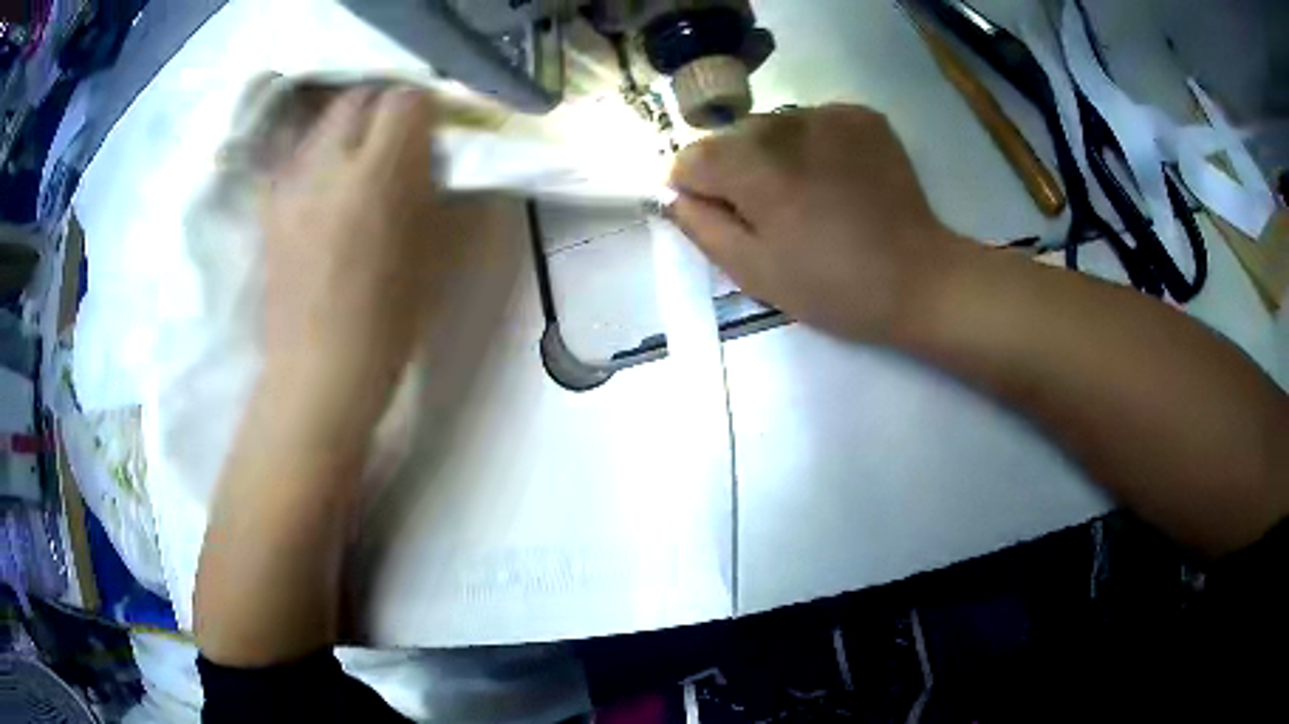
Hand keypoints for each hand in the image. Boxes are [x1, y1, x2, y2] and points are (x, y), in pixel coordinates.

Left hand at [261, 86, 442, 429]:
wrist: (318, 371)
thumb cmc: (388, 323)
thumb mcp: (437, 254)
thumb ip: (444, 191)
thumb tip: (449, 156)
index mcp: (377, 177)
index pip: (404, 100)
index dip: (425, 108)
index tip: (434, 131)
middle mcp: (327, 165)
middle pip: (357, 97)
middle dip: (383, 106)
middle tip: (398, 138)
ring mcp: (291, 183)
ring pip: (323, 122)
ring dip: (349, 129)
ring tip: (360, 162)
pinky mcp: (269, 206)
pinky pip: (298, 156)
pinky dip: (319, 156)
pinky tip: (327, 189)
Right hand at [669, 104, 965, 341]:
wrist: (919, 279)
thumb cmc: (833, 286)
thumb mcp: (753, 272)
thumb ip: (700, 225)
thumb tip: (674, 194)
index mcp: (754, 165)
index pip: (690, 158)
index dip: (697, 191)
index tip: (723, 219)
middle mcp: (786, 124)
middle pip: (732, 139)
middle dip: (737, 172)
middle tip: (773, 215)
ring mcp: (829, 115)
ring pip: (773, 127)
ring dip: (775, 156)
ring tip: (809, 197)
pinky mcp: (862, 117)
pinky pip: (813, 123)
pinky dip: (813, 146)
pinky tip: (837, 180)